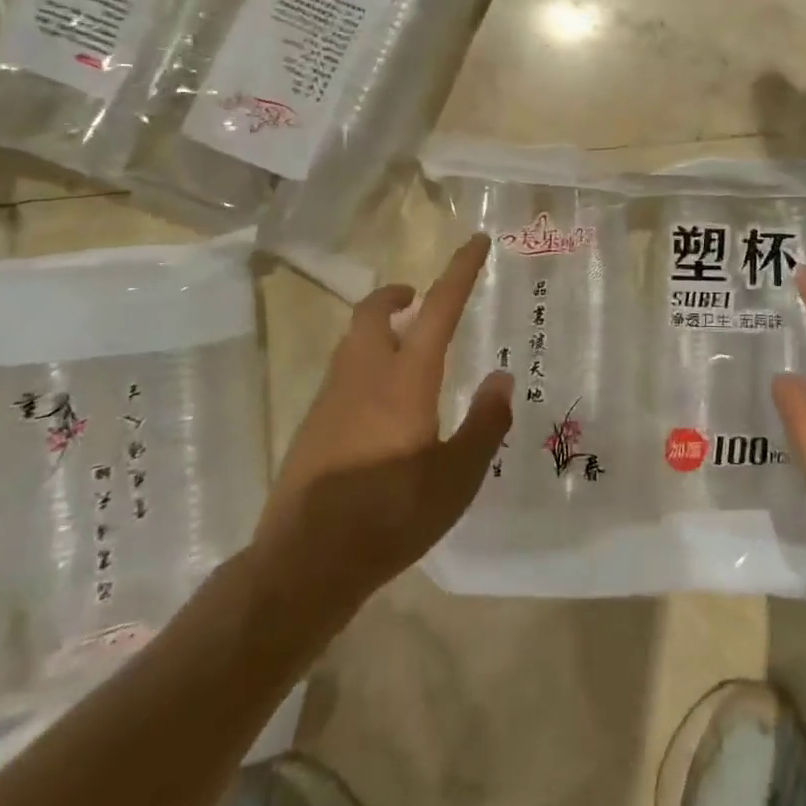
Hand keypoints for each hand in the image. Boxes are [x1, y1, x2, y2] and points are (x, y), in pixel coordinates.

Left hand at [254, 234, 512, 622]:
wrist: (303, 564)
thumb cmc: (391, 516)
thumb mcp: (457, 477)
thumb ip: (485, 423)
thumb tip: (501, 377)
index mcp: (405, 378)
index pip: (439, 308)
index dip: (460, 271)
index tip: (476, 241)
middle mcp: (364, 375)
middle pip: (372, 312)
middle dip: (397, 295)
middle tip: (419, 301)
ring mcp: (330, 400)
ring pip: (353, 341)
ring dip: (379, 329)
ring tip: (407, 350)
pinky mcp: (311, 427)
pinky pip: (342, 374)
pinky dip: (364, 364)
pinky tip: (381, 406)